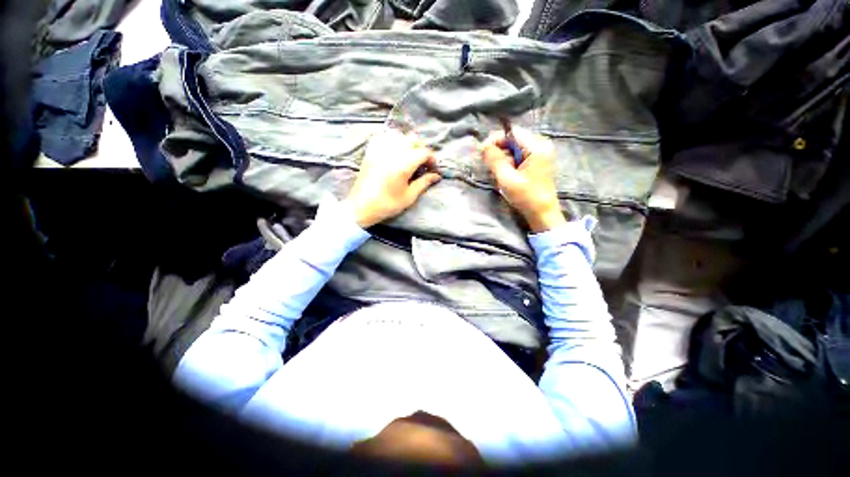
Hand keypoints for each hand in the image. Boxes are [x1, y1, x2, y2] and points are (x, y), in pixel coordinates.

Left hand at [346, 129, 441, 227]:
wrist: (361, 207)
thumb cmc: (387, 204)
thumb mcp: (409, 197)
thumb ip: (424, 183)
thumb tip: (437, 176)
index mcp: (404, 164)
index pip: (423, 152)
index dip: (432, 158)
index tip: (434, 168)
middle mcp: (393, 152)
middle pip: (413, 140)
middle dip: (422, 149)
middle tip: (424, 163)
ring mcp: (380, 149)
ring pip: (400, 136)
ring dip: (409, 143)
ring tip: (410, 157)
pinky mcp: (371, 151)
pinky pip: (385, 137)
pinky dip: (393, 140)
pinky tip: (395, 151)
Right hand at [480, 128, 565, 231]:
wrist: (542, 213)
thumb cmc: (526, 196)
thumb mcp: (506, 178)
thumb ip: (494, 159)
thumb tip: (483, 145)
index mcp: (537, 146)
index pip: (512, 133)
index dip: (495, 139)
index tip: (482, 152)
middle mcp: (541, 145)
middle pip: (513, 139)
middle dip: (499, 150)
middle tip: (489, 165)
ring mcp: (540, 153)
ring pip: (514, 148)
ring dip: (503, 158)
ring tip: (498, 173)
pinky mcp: (537, 162)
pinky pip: (518, 156)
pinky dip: (509, 163)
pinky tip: (506, 174)